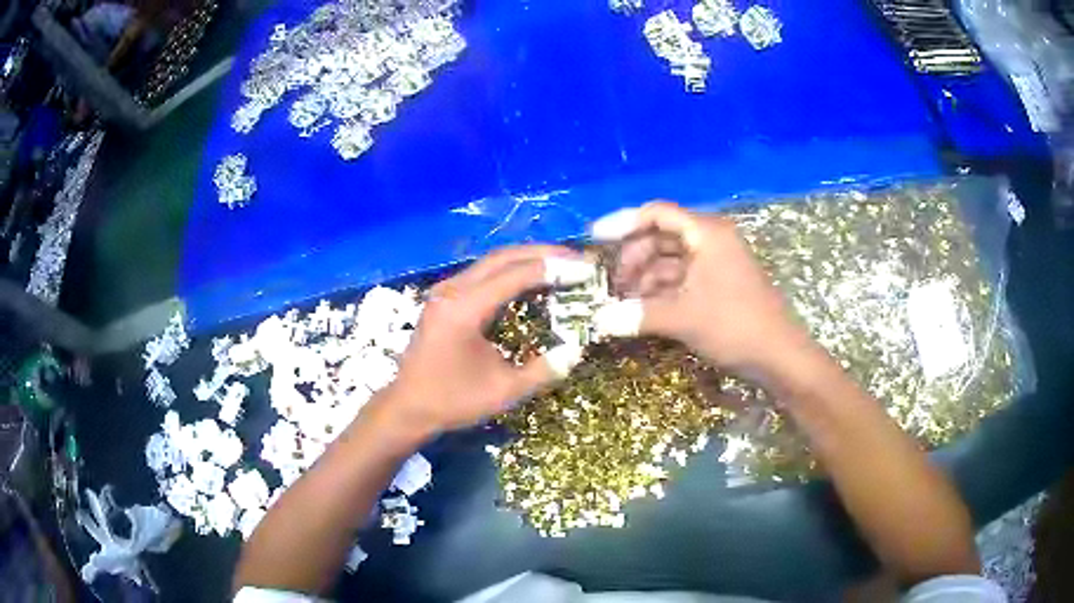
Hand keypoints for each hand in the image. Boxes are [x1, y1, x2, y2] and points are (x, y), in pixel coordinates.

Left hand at [381, 245, 593, 434]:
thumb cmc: (453, 401)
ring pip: (492, 261)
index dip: (554, 269)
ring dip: (527, 259)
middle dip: (543, 254)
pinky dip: (510, 271)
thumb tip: (576, 349)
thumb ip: (543, 370)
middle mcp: (452, 290)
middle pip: (504, 257)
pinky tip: (531, 280)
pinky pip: (482, 273)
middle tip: (578, 259)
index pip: (516, 275)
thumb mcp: (504, 392)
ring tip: (561, 265)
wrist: (407, 407)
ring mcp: (445, 290)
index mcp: (464, 309)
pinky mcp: (444, 297)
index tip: (585, 269)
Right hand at [591, 201, 816, 378]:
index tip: (594, 238)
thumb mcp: (683, 318)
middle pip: (661, 236)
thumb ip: (637, 315)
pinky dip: (660, 291)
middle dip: (632, 257)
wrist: (780, 357)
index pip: (657, 213)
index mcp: (706, 232)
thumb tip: (598, 320)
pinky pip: (681, 279)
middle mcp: (710, 240)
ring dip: (644, 277)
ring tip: (621, 301)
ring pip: (669, 260)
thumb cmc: (735, 326)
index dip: (623, 222)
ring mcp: (715, 263)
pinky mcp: (717, 285)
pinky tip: (641, 310)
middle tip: (609, 282)